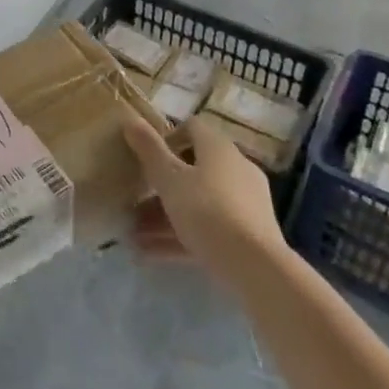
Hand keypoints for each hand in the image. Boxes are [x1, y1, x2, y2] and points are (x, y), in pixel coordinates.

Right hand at [122, 111, 286, 286]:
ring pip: (199, 201)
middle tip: (136, 200)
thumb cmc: (207, 211)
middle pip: (193, 168)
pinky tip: (152, 253)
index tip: (147, 158)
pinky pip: (210, 226)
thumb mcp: (169, 179)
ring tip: (135, 233)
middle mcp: (236, 167)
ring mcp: (246, 201)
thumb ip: (149, 150)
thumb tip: (131, 120)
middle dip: (162, 185)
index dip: (167, 138)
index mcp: (218, 147)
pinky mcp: (250, 233)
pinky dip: (183, 235)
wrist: (257, 267)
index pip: (192, 127)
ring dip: (166, 214)